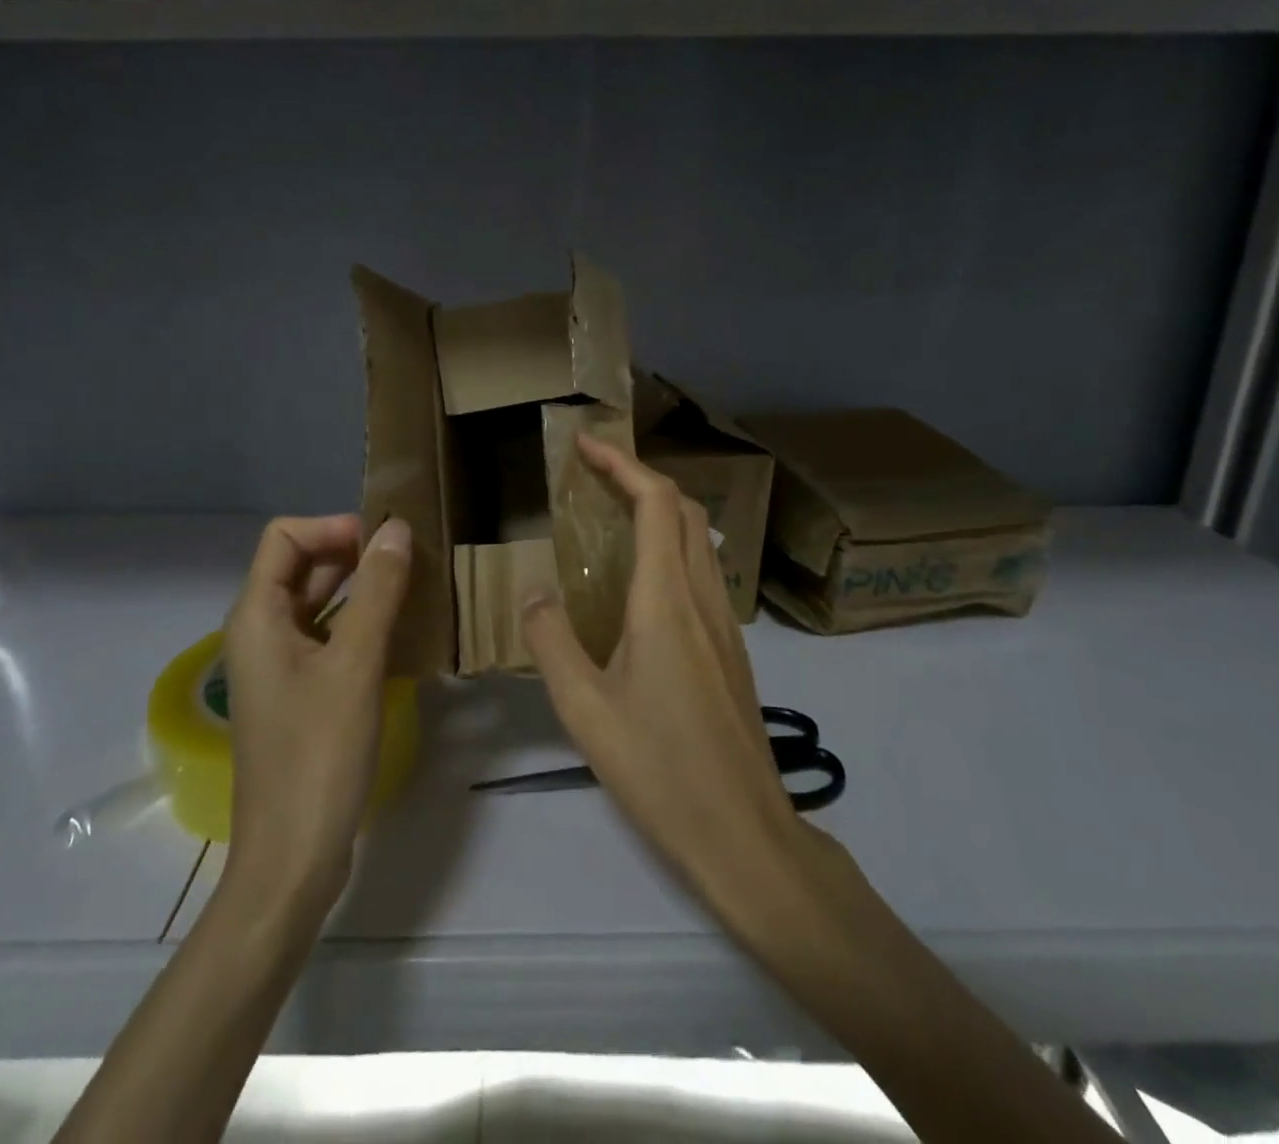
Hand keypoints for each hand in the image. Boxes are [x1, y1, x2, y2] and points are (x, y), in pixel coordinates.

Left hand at [222, 514, 411, 907]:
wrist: (292, 858)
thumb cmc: (318, 755)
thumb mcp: (354, 664)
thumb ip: (377, 591)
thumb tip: (397, 527)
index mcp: (257, 616)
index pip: (285, 536)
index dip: (333, 527)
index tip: (385, 542)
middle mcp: (261, 631)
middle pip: (303, 565)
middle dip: (354, 552)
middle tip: (412, 558)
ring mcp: (281, 665)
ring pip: (320, 602)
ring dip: (363, 587)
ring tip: (416, 586)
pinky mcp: (301, 692)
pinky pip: (330, 637)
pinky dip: (362, 623)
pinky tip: (403, 632)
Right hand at [520, 436, 825, 932]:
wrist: (744, 833)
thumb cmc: (660, 770)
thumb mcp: (585, 711)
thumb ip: (552, 643)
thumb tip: (534, 593)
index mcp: (666, 601)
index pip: (656, 502)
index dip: (622, 463)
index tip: (585, 445)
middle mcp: (702, 598)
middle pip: (683, 510)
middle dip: (640, 477)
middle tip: (593, 476)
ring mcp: (726, 623)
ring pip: (698, 540)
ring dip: (659, 511)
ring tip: (611, 517)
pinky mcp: (733, 648)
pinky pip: (702, 572)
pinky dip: (671, 548)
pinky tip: (641, 582)